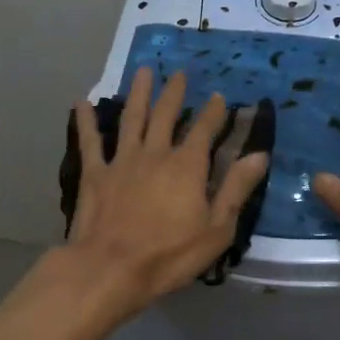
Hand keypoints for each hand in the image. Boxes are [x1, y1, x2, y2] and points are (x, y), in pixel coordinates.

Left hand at [63, 66, 269, 315]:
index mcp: (186, 166)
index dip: (213, 112)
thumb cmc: (169, 255)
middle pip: (165, 115)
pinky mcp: (94, 174)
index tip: (218, 96)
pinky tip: (81, 103)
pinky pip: (90, 142)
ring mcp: (121, 161)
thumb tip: (259, 154)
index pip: (203, 130)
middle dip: (175, 93)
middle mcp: (154, 154)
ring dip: (138, 93)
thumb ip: (236, 188)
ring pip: (131, 119)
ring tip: (143, 71)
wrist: (110, 268)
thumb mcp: (216, 228)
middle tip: (179, 73)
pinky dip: (86, 122)